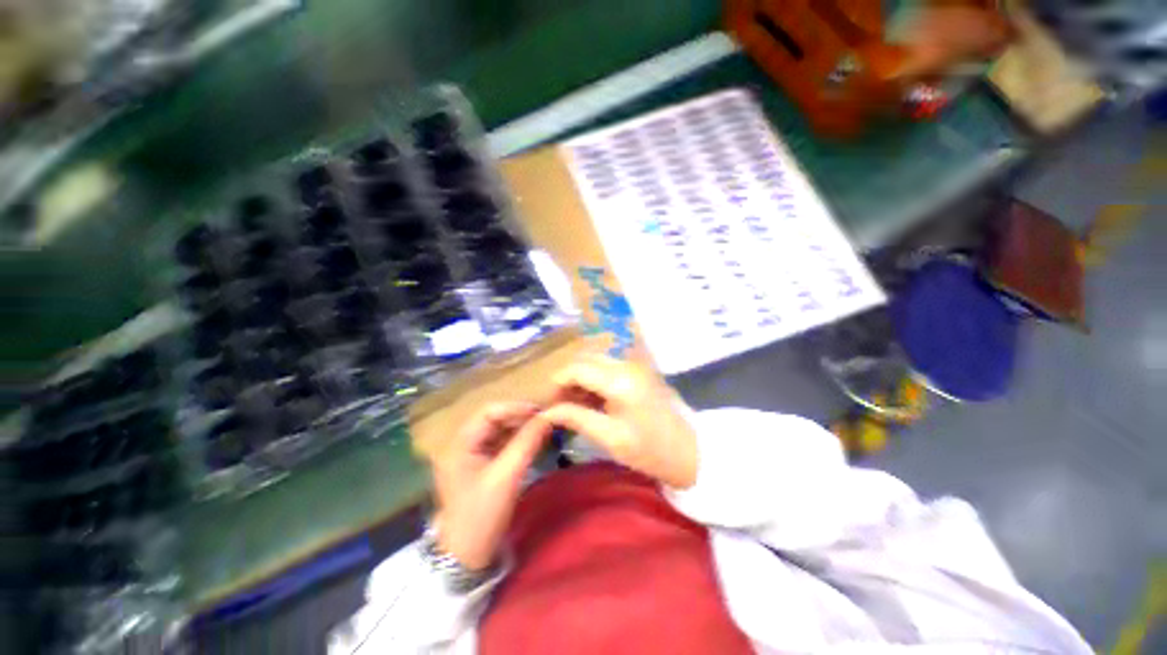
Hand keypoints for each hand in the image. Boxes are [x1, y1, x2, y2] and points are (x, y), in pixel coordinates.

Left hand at [432, 403, 552, 570]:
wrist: (467, 557)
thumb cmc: (482, 515)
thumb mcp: (507, 476)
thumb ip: (527, 443)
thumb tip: (548, 417)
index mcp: (460, 444)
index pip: (489, 412)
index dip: (515, 408)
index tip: (540, 411)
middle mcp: (462, 444)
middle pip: (493, 419)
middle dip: (519, 417)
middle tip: (544, 419)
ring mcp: (470, 455)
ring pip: (498, 431)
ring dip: (520, 428)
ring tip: (542, 428)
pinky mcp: (479, 466)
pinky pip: (500, 444)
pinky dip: (516, 440)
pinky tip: (533, 441)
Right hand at [540, 355, 697, 488]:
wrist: (690, 450)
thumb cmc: (650, 450)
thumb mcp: (610, 438)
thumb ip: (577, 418)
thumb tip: (547, 412)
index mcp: (619, 380)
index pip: (576, 369)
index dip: (557, 383)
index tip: (548, 403)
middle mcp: (626, 363)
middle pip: (584, 360)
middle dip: (567, 379)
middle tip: (559, 405)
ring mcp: (634, 364)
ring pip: (595, 361)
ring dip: (580, 378)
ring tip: (573, 405)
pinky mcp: (638, 369)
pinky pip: (607, 367)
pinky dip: (594, 379)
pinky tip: (591, 400)